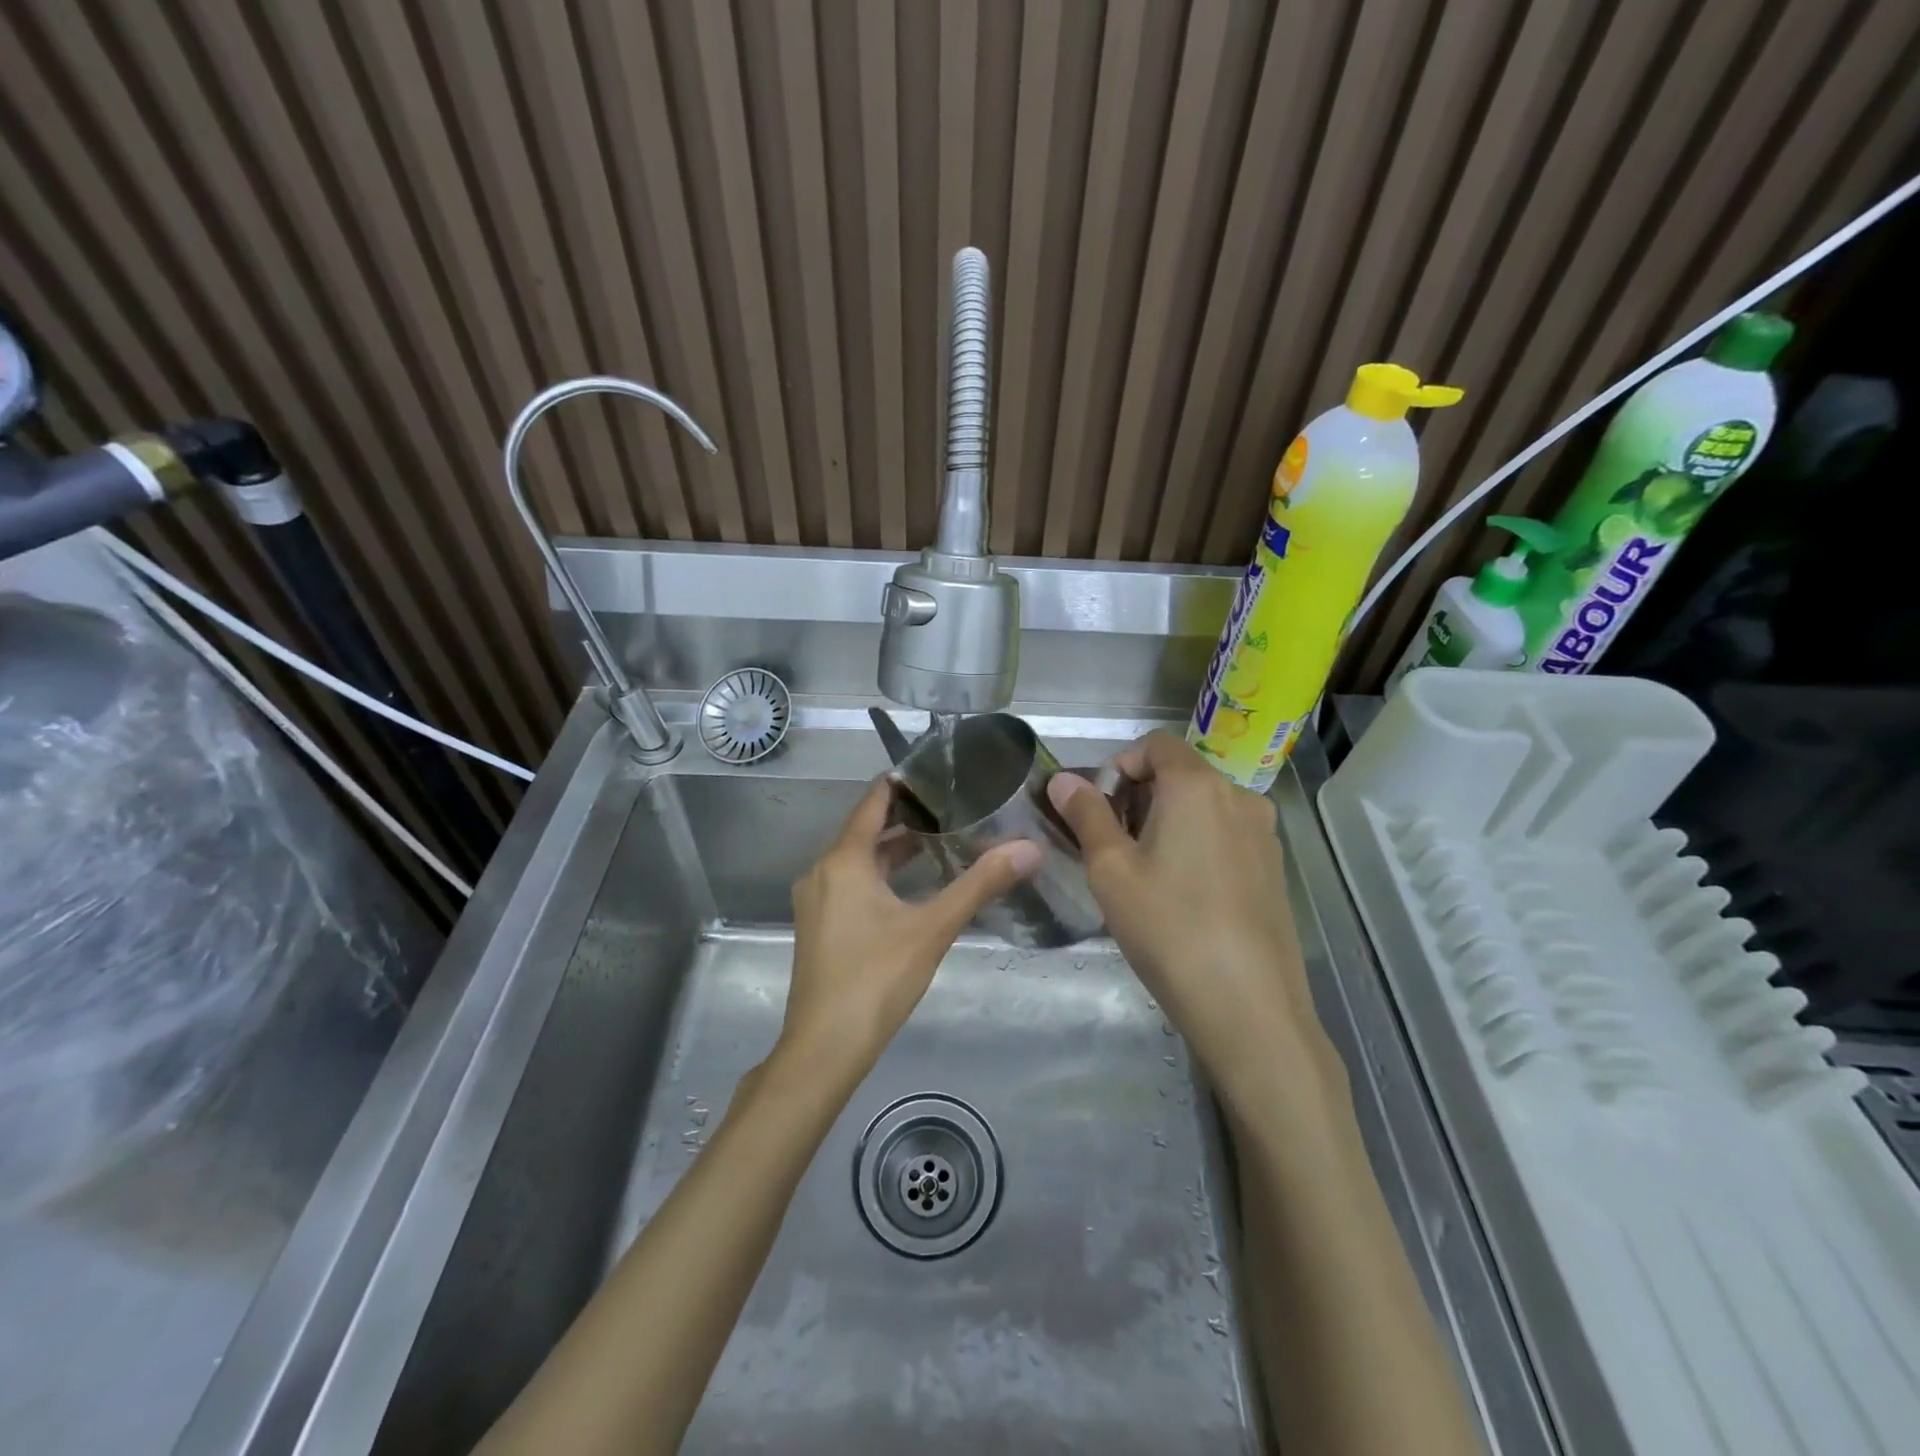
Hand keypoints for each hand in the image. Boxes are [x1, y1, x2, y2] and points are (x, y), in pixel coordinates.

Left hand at [776, 778, 1038, 1085]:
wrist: (824, 1048)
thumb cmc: (876, 979)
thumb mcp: (933, 928)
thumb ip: (980, 885)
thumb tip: (1029, 849)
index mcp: (843, 860)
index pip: (874, 801)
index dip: (905, 783)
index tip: (942, 772)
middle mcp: (822, 870)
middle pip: (866, 829)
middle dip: (909, 817)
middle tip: (956, 806)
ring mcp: (817, 899)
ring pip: (859, 859)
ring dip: (896, 848)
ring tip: (943, 840)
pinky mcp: (820, 924)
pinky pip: (852, 882)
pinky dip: (882, 874)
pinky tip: (914, 886)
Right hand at [1048, 731, 1338, 1098]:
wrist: (1249, 1006)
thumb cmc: (1168, 928)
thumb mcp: (1111, 870)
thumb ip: (1086, 815)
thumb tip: (1062, 780)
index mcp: (1197, 785)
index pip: (1154, 744)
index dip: (1119, 766)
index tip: (1098, 811)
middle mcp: (1239, 796)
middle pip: (1180, 773)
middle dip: (1140, 797)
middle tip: (1114, 847)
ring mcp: (1264, 833)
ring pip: (1204, 806)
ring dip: (1168, 822)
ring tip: (1146, 875)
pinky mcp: (1275, 867)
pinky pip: (1226, 834)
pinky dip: (1198, 844)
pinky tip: (1184, 896)